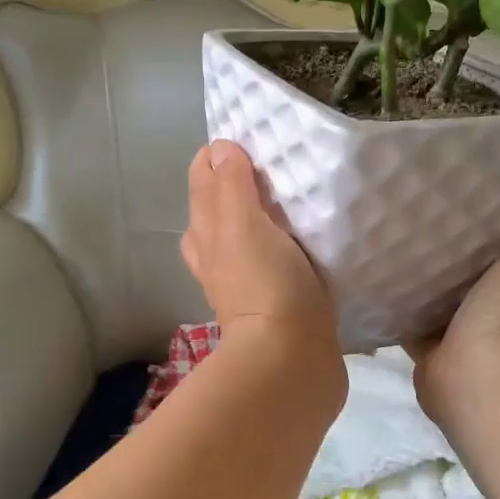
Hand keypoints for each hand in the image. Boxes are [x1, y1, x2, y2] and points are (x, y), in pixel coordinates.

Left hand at [182, 141, 339, 364]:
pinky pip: (265, 262)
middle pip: (213, 210)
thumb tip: (220, 149)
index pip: (202, 180)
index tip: (248, 140)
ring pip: (236, 239)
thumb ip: (232, 185)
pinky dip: (274, 247)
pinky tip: (297, 245)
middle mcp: (215, 256)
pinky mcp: (270, 303)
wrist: (290, 358)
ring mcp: (240, 283)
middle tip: (267, 165)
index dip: (217, 157)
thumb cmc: (265, 282)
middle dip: (230, 184)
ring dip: (251, 218)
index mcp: (207, 232)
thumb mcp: (244, 224)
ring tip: (282, 202)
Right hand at [408, 158, 499, 428]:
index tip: (478, 177)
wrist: (482, 376)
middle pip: (472, 262)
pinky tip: (375, 267)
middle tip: (423, 194)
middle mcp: (495, 304)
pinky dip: (396, 295)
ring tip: (392, 223)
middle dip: (454, 237)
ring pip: (438, 287)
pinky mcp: (426, 342)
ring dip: (423, 265)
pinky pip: (408, 311)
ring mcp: (459, 326)